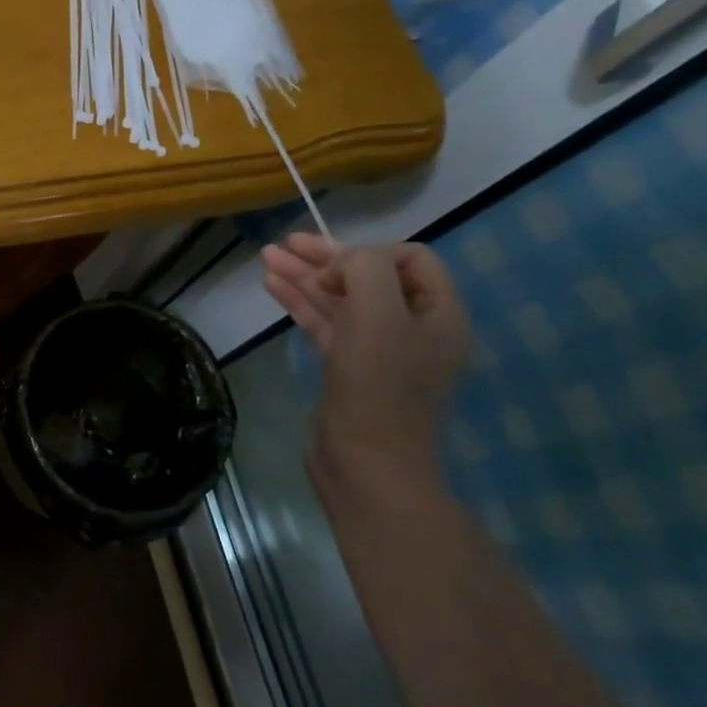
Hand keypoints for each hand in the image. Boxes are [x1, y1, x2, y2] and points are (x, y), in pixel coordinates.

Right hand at [261, 236, 470, 506]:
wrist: (366, 463)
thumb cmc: (378, 383)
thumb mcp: (378, 311)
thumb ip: (364, 267)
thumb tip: (339, 267)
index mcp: (439, 314)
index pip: (409, 259)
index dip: (368, 253)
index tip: (332, 269)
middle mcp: (414, 328)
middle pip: (369, 277)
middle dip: (326, 258)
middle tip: (285, 244)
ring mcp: (380, 351)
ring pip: (341, 300)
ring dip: (306, 277)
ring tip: (267, 257)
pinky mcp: (349, 369)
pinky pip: (327, 324)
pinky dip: (301, 303)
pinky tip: (273, 286)